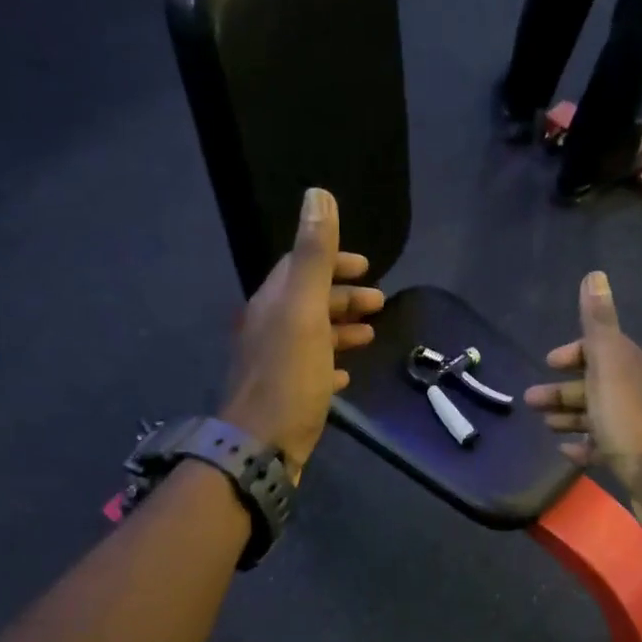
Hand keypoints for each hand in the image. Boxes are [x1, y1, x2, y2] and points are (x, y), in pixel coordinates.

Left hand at [220, 189, 383, 480]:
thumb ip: (313, 255)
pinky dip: (330, 365)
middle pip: (308, 302)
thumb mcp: (304, 309)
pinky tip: (346, 376)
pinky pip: (310, 372)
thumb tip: (317, 194)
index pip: (300, 267)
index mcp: (272, 304)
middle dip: (344, 297)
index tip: (368, 266)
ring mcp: (274, 365)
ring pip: (311, 337)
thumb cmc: (288, 375)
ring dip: (341, 330)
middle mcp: (268, 329)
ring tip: (371, 335)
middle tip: (380, 302)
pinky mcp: (284, 398)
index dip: (334, 262)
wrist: (261, 446)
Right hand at [524, 271, 641, 529]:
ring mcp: (638, 427)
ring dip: (569, 416)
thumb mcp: (609, 365)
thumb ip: (599, 323)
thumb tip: (595, 275)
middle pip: (595, 383)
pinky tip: (566, 451)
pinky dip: (583, 445)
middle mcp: (640, 391)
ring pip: (597, 414)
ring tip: (543, 425)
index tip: (549, 363)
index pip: (602, 348)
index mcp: (635, 366)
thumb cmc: (629, 420)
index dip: (574, 353)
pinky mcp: (634, 458)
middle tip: (530, 402)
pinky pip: (603, 446)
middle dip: (563, 389)